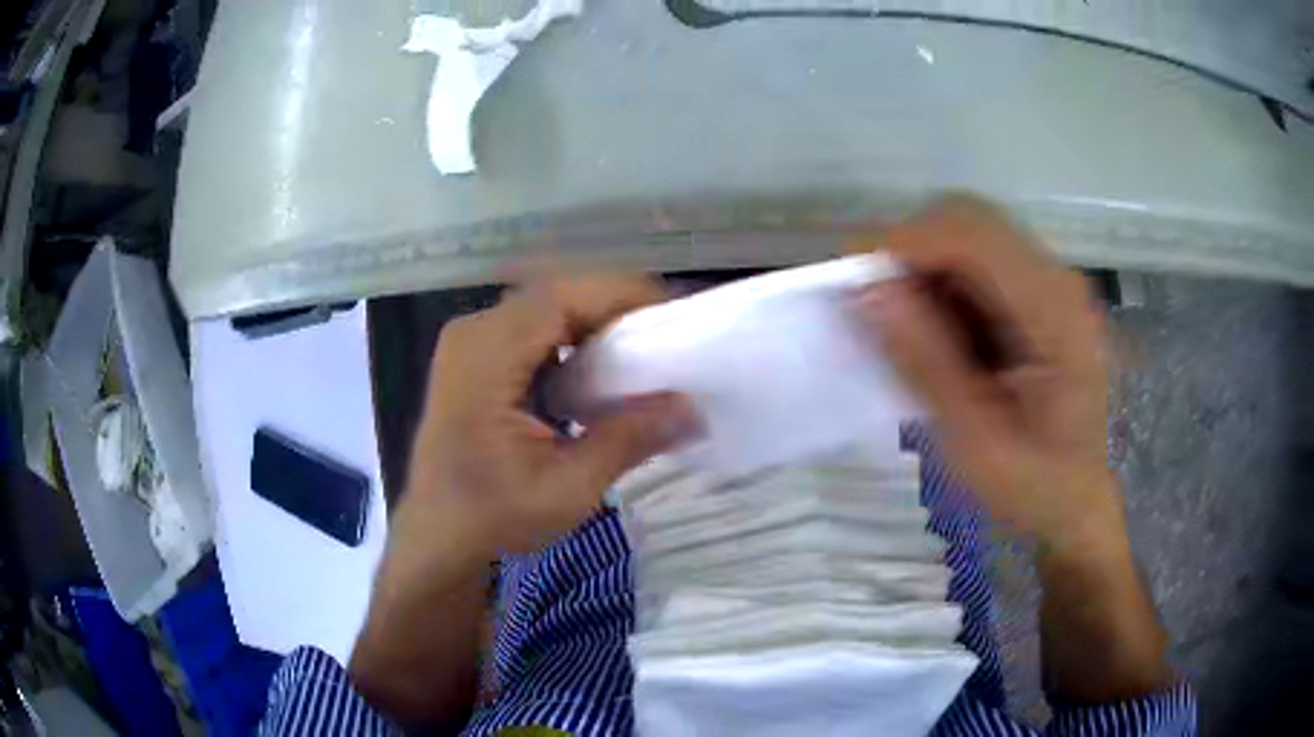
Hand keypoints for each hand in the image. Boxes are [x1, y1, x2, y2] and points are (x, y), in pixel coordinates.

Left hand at [350, 276, 695, 723]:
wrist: (438, 536)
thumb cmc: (493, 517)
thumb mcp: (567, 489)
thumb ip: (627, 439)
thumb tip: (690, 406)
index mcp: (486, 355)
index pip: (562, 297)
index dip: (622, 296)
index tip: (675, 317)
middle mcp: (475, 332)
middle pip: (557, 295)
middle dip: (616, 308)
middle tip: (667, 337)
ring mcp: (471, 342)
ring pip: (547, 308)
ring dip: (596, 322)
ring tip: (643, 351)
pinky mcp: (476, 357)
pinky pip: (533, 328)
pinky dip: (573, 339)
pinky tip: (599, 371)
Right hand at [851, 196, 1118, 548]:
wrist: (1078, 498)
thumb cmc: (1035, 487)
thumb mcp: (976, 445)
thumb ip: (927, 366)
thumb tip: (868, 291)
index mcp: (1057, 317)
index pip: (975, 237)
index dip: (906, 242)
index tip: (852, 280)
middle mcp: (1058, 281)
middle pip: (970, 218)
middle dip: (910, 248)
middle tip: (874, 303)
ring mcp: (1049, 282)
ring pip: (968, 232)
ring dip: (923, 265)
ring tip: (904, 326)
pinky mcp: (1037, 291)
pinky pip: (976, 259)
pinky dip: (940, 281)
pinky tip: (936, 331)